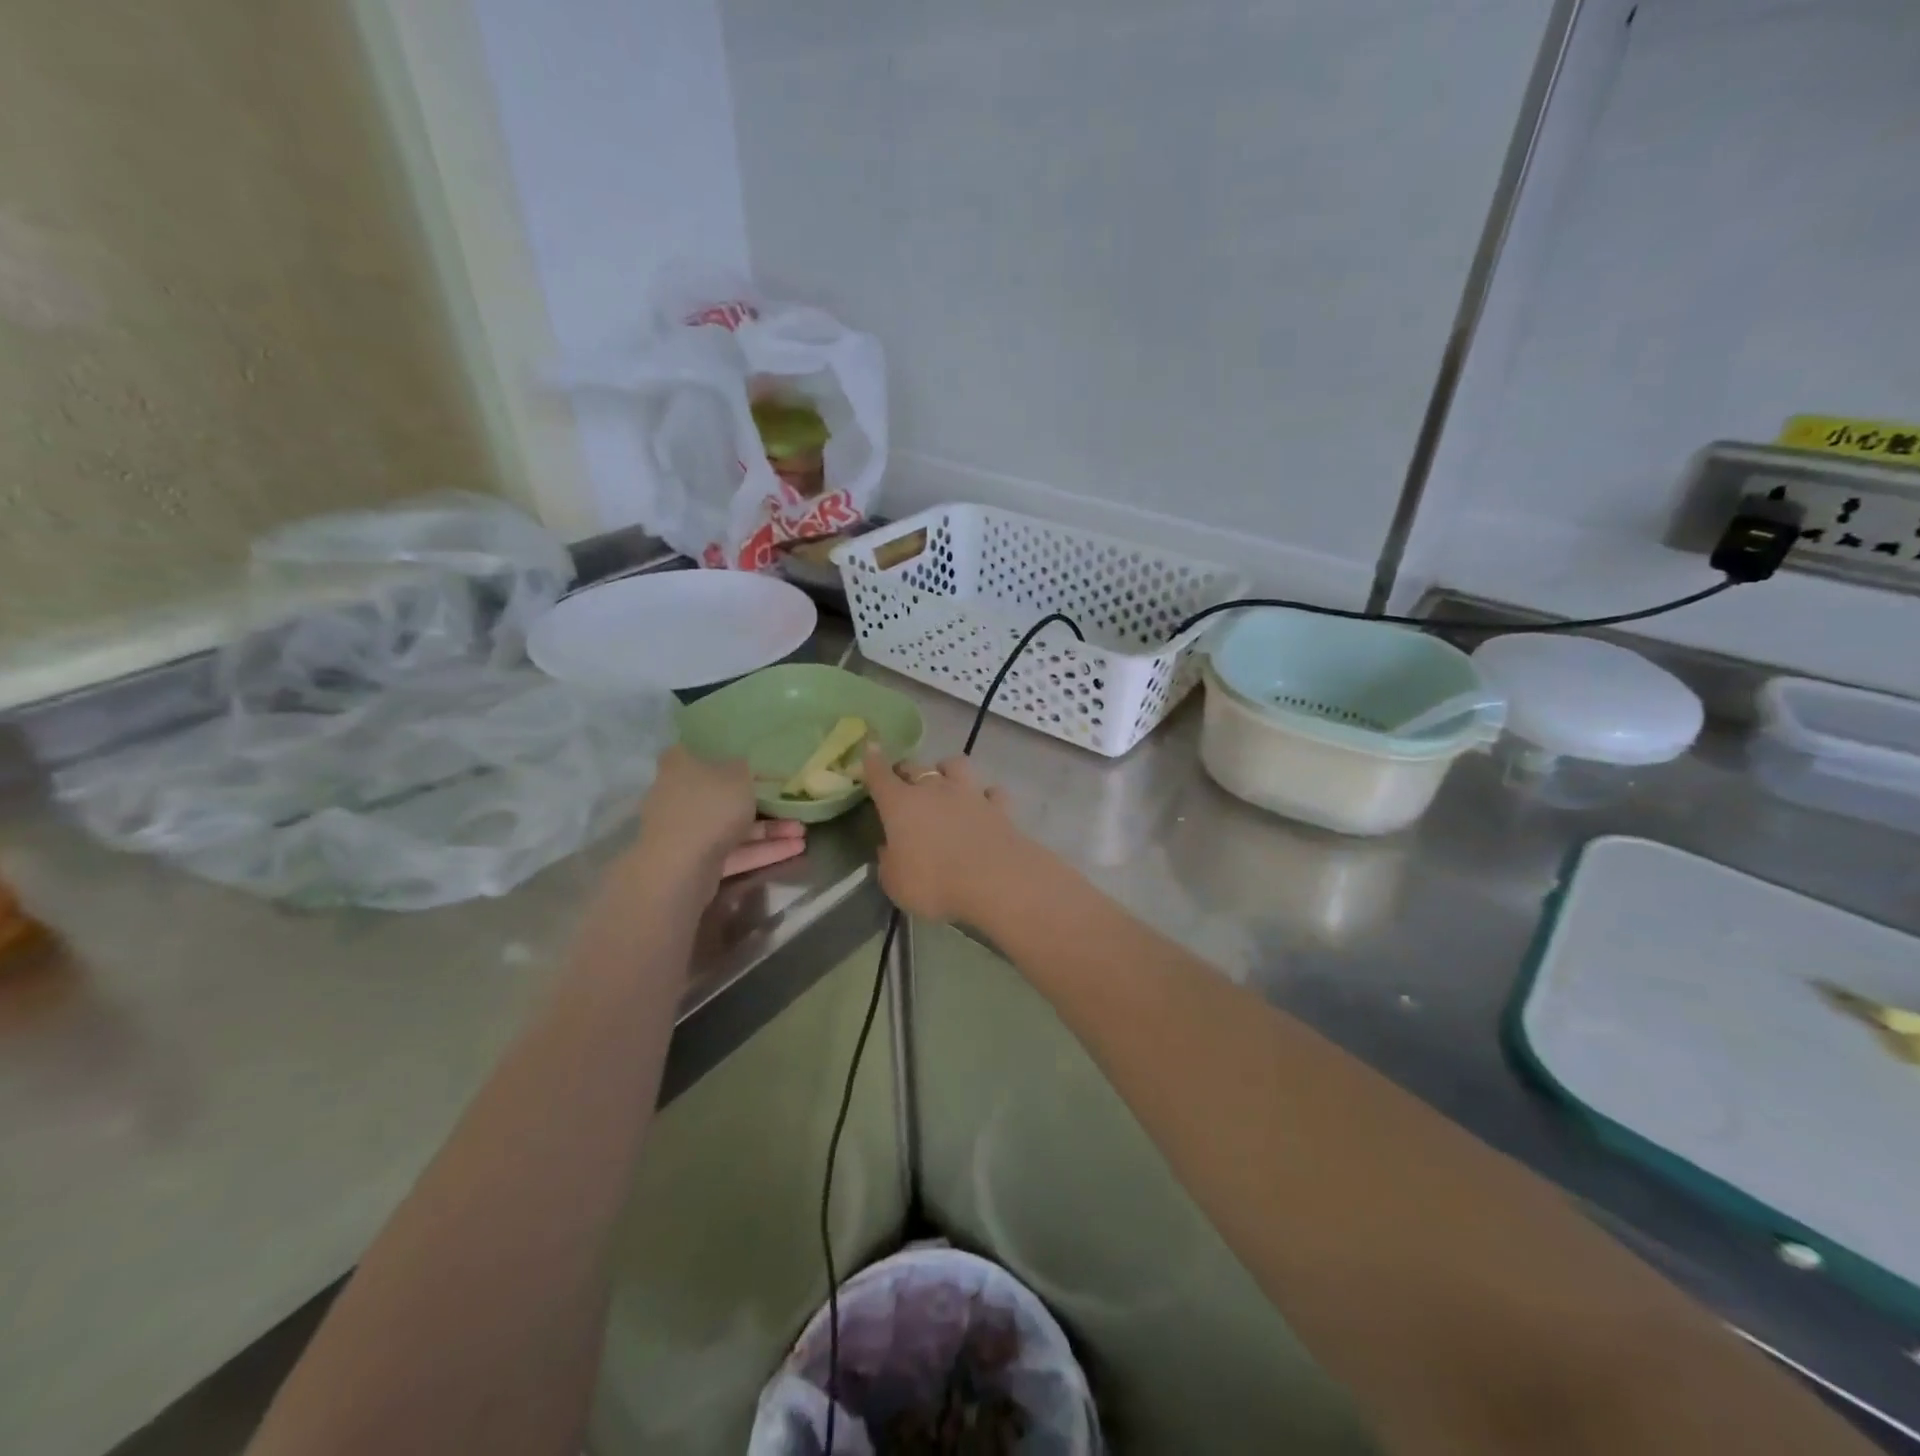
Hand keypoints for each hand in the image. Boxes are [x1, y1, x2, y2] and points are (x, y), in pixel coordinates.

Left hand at [630, 747, 805, 884]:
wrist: (680, 867)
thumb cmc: (709, 806)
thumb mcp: (739, 774)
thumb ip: (748, 767)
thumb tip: (748, 766)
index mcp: (681, 765)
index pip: (703, 749)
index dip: (731, 752)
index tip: (758, 755)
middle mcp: (680, 795)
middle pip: (724, 792)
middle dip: (761, 800)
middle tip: (790, 799)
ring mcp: (688, 831)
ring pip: (734, 826)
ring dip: (769, 829)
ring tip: (803, 831)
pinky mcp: (698, 861)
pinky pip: (735, 851)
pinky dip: (762, 850)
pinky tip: (796, 849)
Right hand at [862, 747, 1035, 925]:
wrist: (996, 881)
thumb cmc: (935, 883)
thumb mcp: (896, 883)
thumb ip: (889, 862)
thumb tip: (889, 848)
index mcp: (901, 804)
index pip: (880, 776)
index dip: (872, 761)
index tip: (870, 748)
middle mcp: (934, 790)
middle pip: (915, 767)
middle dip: (906, 770)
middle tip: (903, 781)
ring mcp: (970, 794)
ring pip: (956, 765)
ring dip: (947, 769)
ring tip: (946, 780)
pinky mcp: (999, 807)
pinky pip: (991, 792)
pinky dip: (986, 796)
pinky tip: (986, 805)